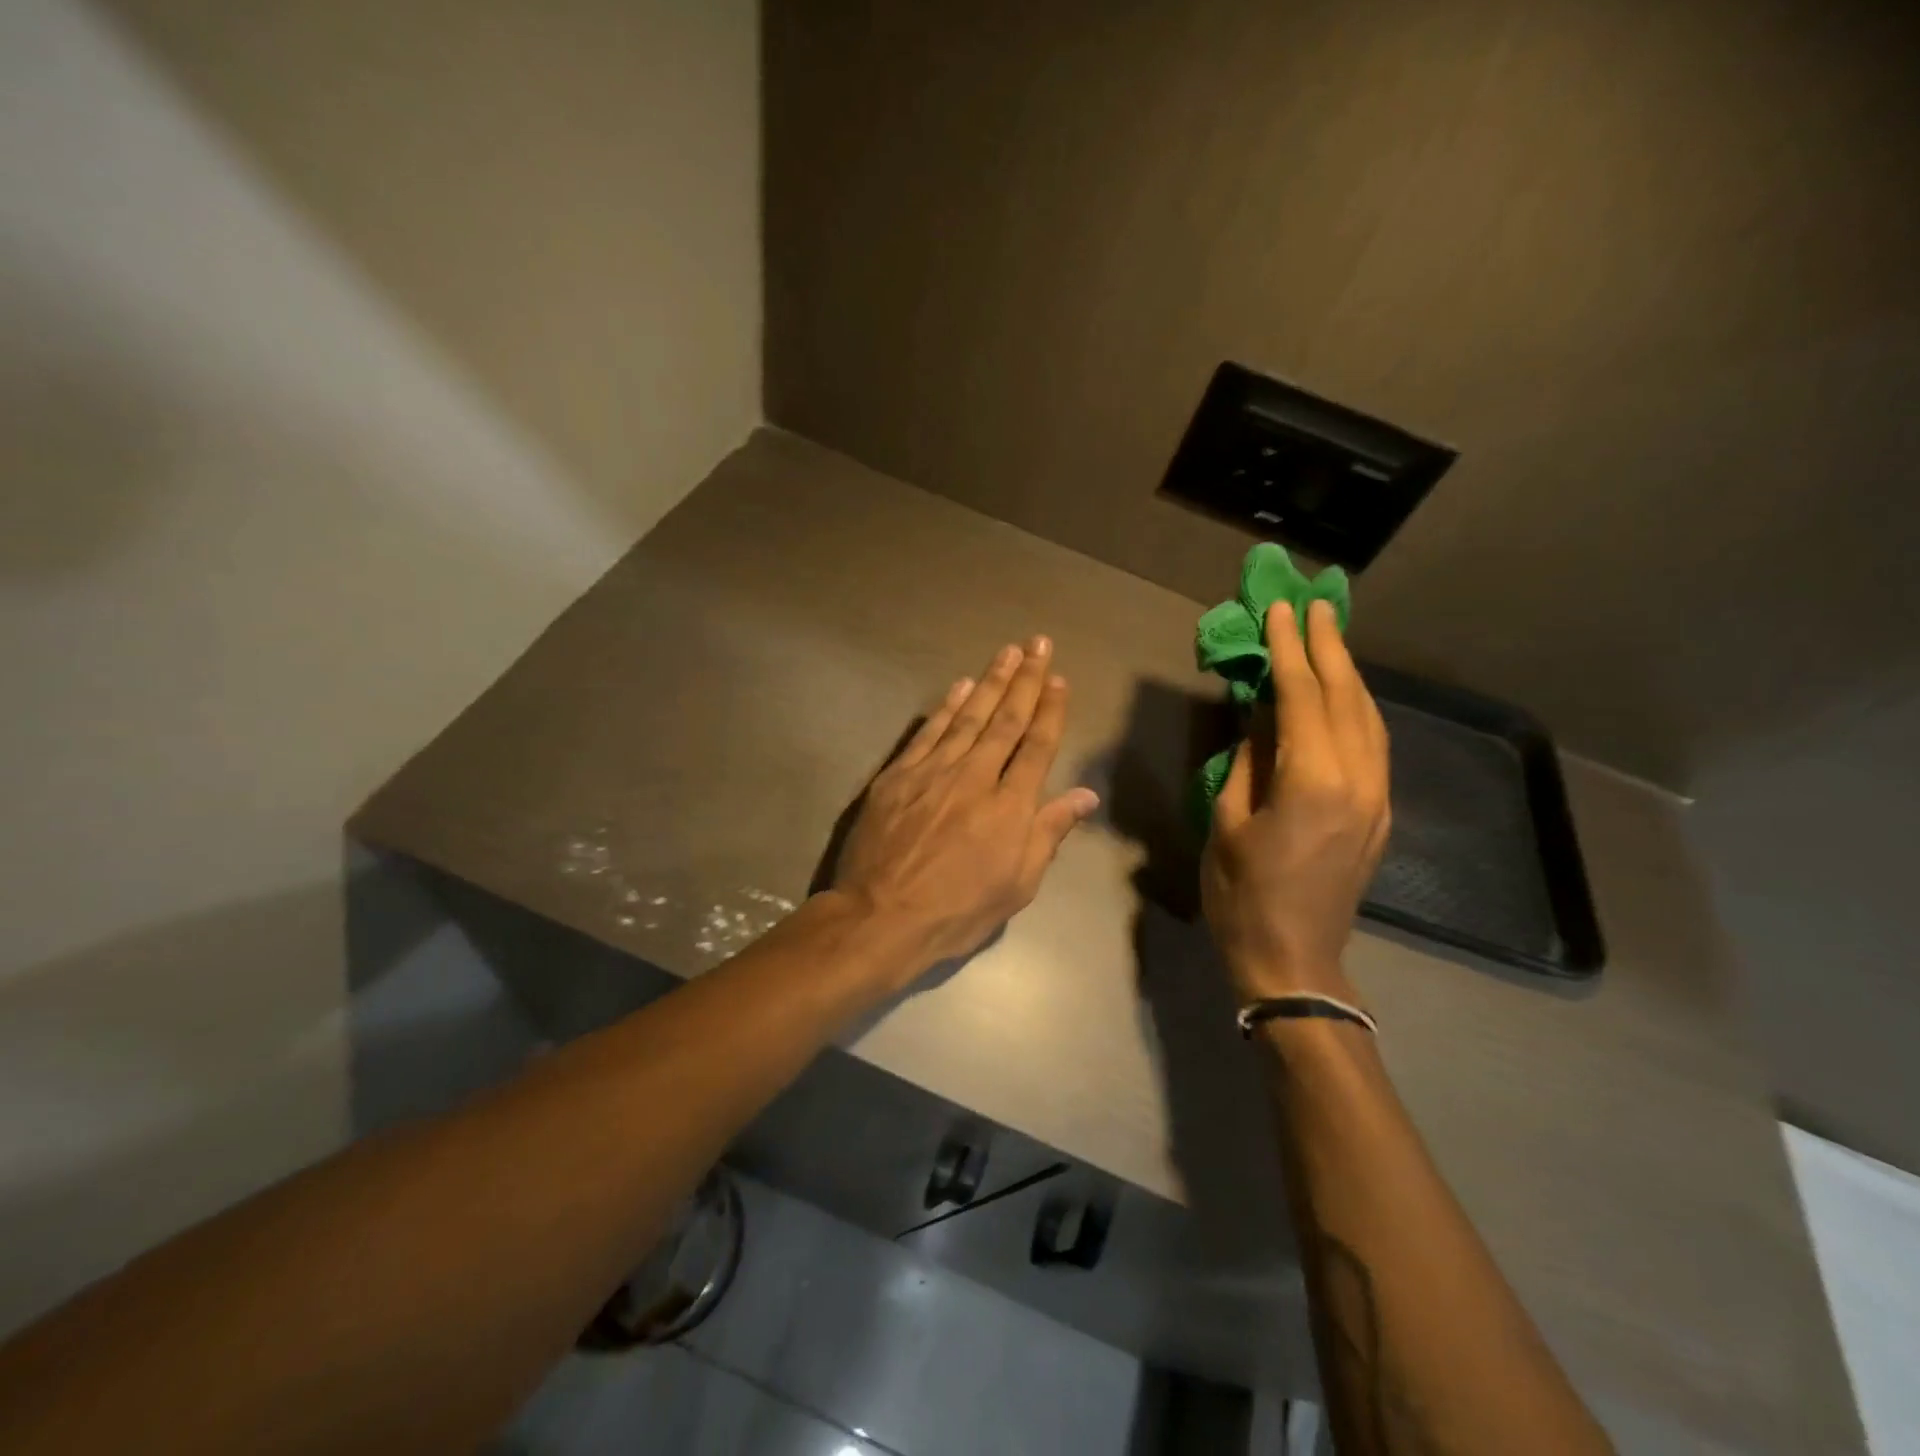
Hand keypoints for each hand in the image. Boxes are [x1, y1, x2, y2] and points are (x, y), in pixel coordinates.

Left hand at [833, 636, 1100, 976]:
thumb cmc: (957, 911)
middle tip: (1038, 644)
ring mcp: (933, 771)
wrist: (881, 917)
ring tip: (1007, 652)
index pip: (1037, 746)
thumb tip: (1085, 796)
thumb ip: (1049, 833)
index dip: (1050, 710)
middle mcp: (975, 776)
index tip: (1059, 680)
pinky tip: (960, 685)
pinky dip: (945, 706)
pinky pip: (928, 732)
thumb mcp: (1017, 885)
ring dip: (990, 682)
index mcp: (1009, 806)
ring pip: (968, 716)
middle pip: (1005, 720)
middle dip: (1025, 680)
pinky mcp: (898, 775)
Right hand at [1202, 599, 1390, 1004]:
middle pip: (1347, 698)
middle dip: (1329, 647)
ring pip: (1370, 719)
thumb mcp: (1228, 821)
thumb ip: (1250, 761)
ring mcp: (1377, 797)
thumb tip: (1261, 716)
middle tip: (1314, 605)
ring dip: (1348, 674)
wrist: (1293, 958)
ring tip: (1329, 638)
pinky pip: (1374, 745)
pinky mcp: (1380, 814)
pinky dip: (1358, 709)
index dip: (1289, 650)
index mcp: (1313, 781)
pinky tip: (1342, 696)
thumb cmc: (1242, 894)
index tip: (1280, 610)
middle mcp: (1358, 780)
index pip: (1302, 697)